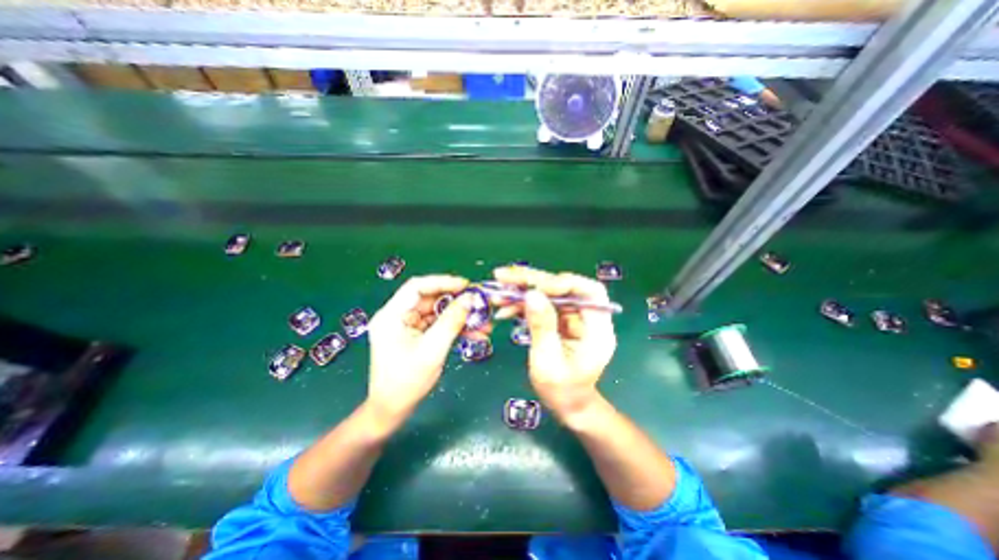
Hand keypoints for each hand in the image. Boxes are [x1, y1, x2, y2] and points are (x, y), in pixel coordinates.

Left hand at [369, 276, 472, 420]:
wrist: (392, 411)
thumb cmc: (406, 382)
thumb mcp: (432, 350)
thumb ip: (452, 322)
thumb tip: (470, 299)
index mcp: (392, 316)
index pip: (417, 287)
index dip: (442, 282)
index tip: (466, 285)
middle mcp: (399, 316)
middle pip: (431, 299)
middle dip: (458, 302)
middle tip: (481, 304)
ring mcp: (409, 326)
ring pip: (439, 312)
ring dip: (461, 317)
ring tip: (485, 323)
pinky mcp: (418, 336)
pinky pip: (440, 325)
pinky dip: (457, 328)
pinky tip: (476, 334)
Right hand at [492, 267, 617, 419]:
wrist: (567, 405)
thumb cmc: (562, 391)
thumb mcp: (548, 362)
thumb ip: (542, 327)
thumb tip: (532, 294)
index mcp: (597, 328)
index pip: (589, 291)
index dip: (563, 283)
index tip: (535, 286)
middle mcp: (587, 317)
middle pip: (563, 287)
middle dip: (533, 280)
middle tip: (504, 276)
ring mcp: (572, 317)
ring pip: (549, 293)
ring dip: (522, 290)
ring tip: (498, 291)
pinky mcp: (559, 320)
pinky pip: (541, 305)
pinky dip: (522, 304)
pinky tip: (504, 307)